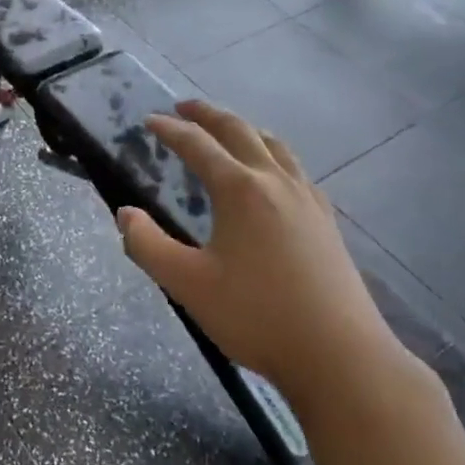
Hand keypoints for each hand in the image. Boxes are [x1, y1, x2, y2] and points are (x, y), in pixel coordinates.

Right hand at [115, 100, 417, 421]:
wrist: (340, 356)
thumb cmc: (257, 317)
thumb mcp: (187, 284)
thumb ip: (147, 245)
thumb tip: (125, 214)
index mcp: (240, 189)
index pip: (198, 145)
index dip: (170, 130)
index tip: (149, 120)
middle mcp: (275, 182)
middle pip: (239, 131)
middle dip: (208, 114)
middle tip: (183, 107)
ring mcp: (307, 198)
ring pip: (274, 146)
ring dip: (245, 129)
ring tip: (228, 131)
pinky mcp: (326, 220)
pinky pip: (295, 169)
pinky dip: (273, 155)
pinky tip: (273, 175)